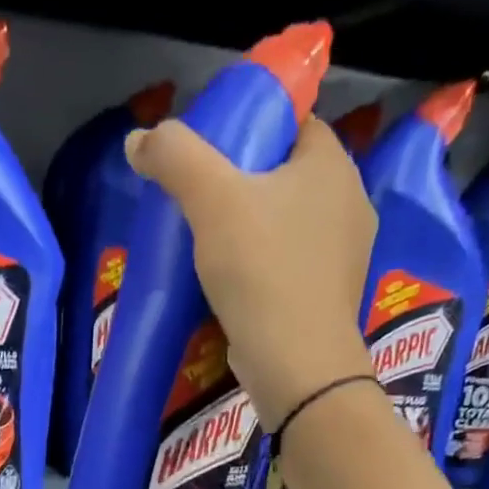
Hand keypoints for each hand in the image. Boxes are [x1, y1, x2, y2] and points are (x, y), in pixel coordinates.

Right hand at [126, 116, 376, 428]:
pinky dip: (262, 266)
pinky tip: (232, 282)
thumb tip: (139, 138)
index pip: (293, 123)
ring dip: (252, 228)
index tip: (209, 152)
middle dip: (245, 183)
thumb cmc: (261, 270)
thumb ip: (175, 158)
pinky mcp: (328, 297)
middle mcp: (350, 203)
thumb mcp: (211, 200)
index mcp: (332, 165)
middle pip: (286, 175)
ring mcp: (344, 255)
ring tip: (208, 242)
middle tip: (199, 199)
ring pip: (288, 223)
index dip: (250, 129)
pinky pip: (290, 264)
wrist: (296, 364)